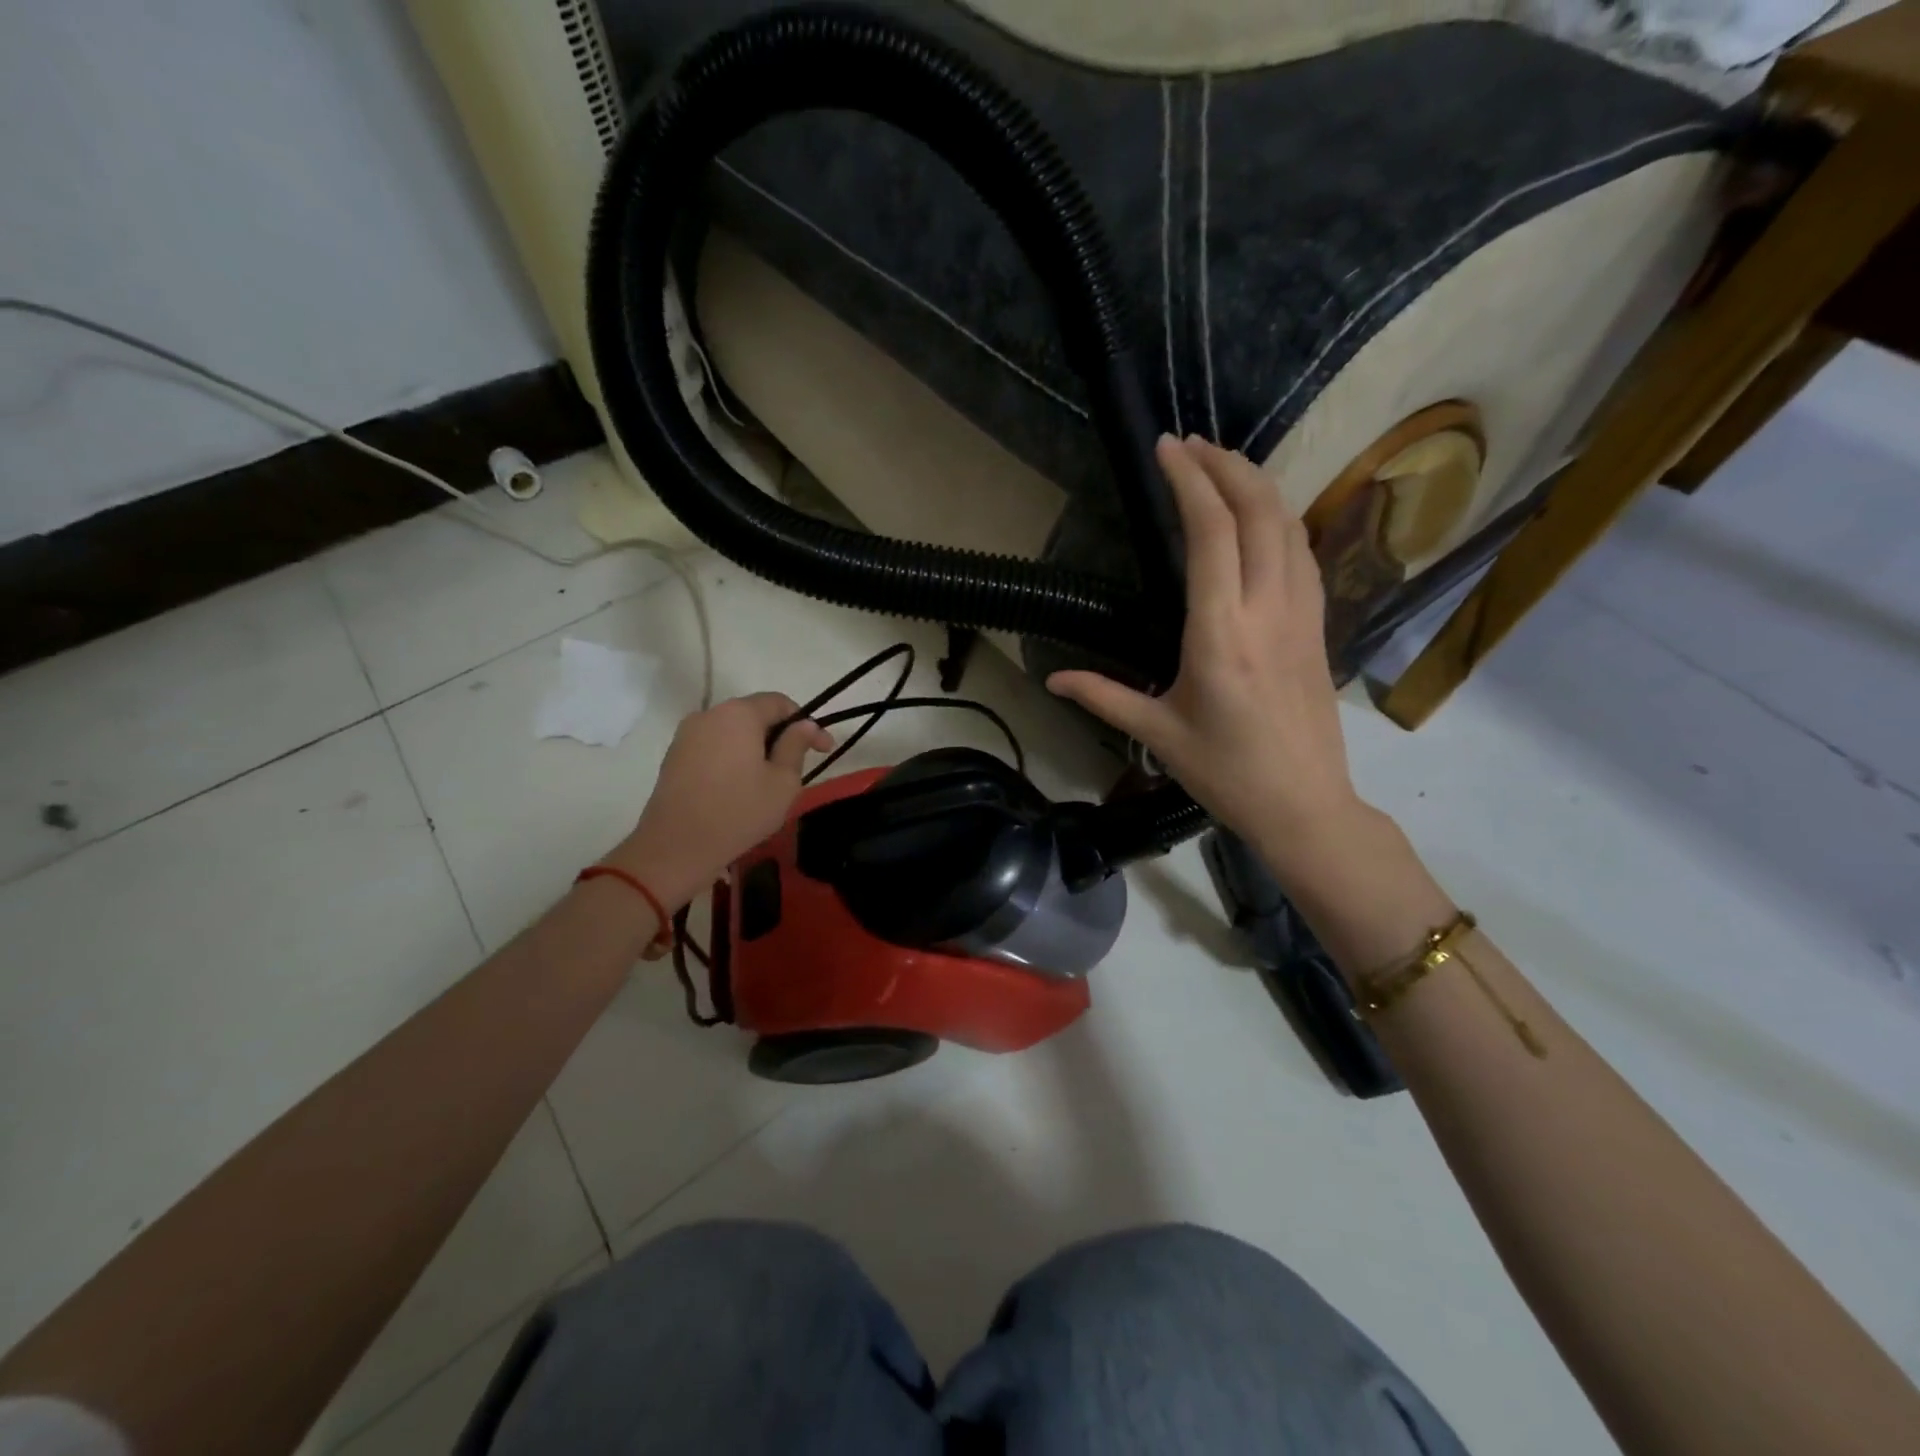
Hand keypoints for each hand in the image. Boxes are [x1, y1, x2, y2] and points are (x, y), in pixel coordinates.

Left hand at [608, 693, 833, 908]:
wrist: (675, 848)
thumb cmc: (738, 812)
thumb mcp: (782, 782)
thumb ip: (796, 746)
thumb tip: (806, 724)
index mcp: (739, 714)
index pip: (780, 702)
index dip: (807, 723)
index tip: (824, 749)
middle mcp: (709, 714)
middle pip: (754, 715)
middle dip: (780, 735)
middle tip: (798, 766)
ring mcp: (686, 735)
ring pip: (732, 732)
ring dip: (755, 748)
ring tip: (769, 780)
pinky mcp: (673, 756)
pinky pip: (713, 747)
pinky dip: (732, 758)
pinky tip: (740, 786)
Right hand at [1048, 435, 1367, 869]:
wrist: (1305, 804)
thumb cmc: (1226, 772)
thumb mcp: (1157, 734)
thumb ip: (1103, 696)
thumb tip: (1052, 679)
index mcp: (1219, 634)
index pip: (1210, 534)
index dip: (1189, 481)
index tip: (1166, 448)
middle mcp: (1265, 610)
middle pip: (1257, 512)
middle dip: (1225, 466)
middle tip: (1190, 444)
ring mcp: (1301, 614)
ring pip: (1288, 525)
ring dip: (1257, 484)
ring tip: (1223, 464)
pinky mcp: (1317, 625)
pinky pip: (1304, 552)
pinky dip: (1281, 517)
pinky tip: (1262, 515)